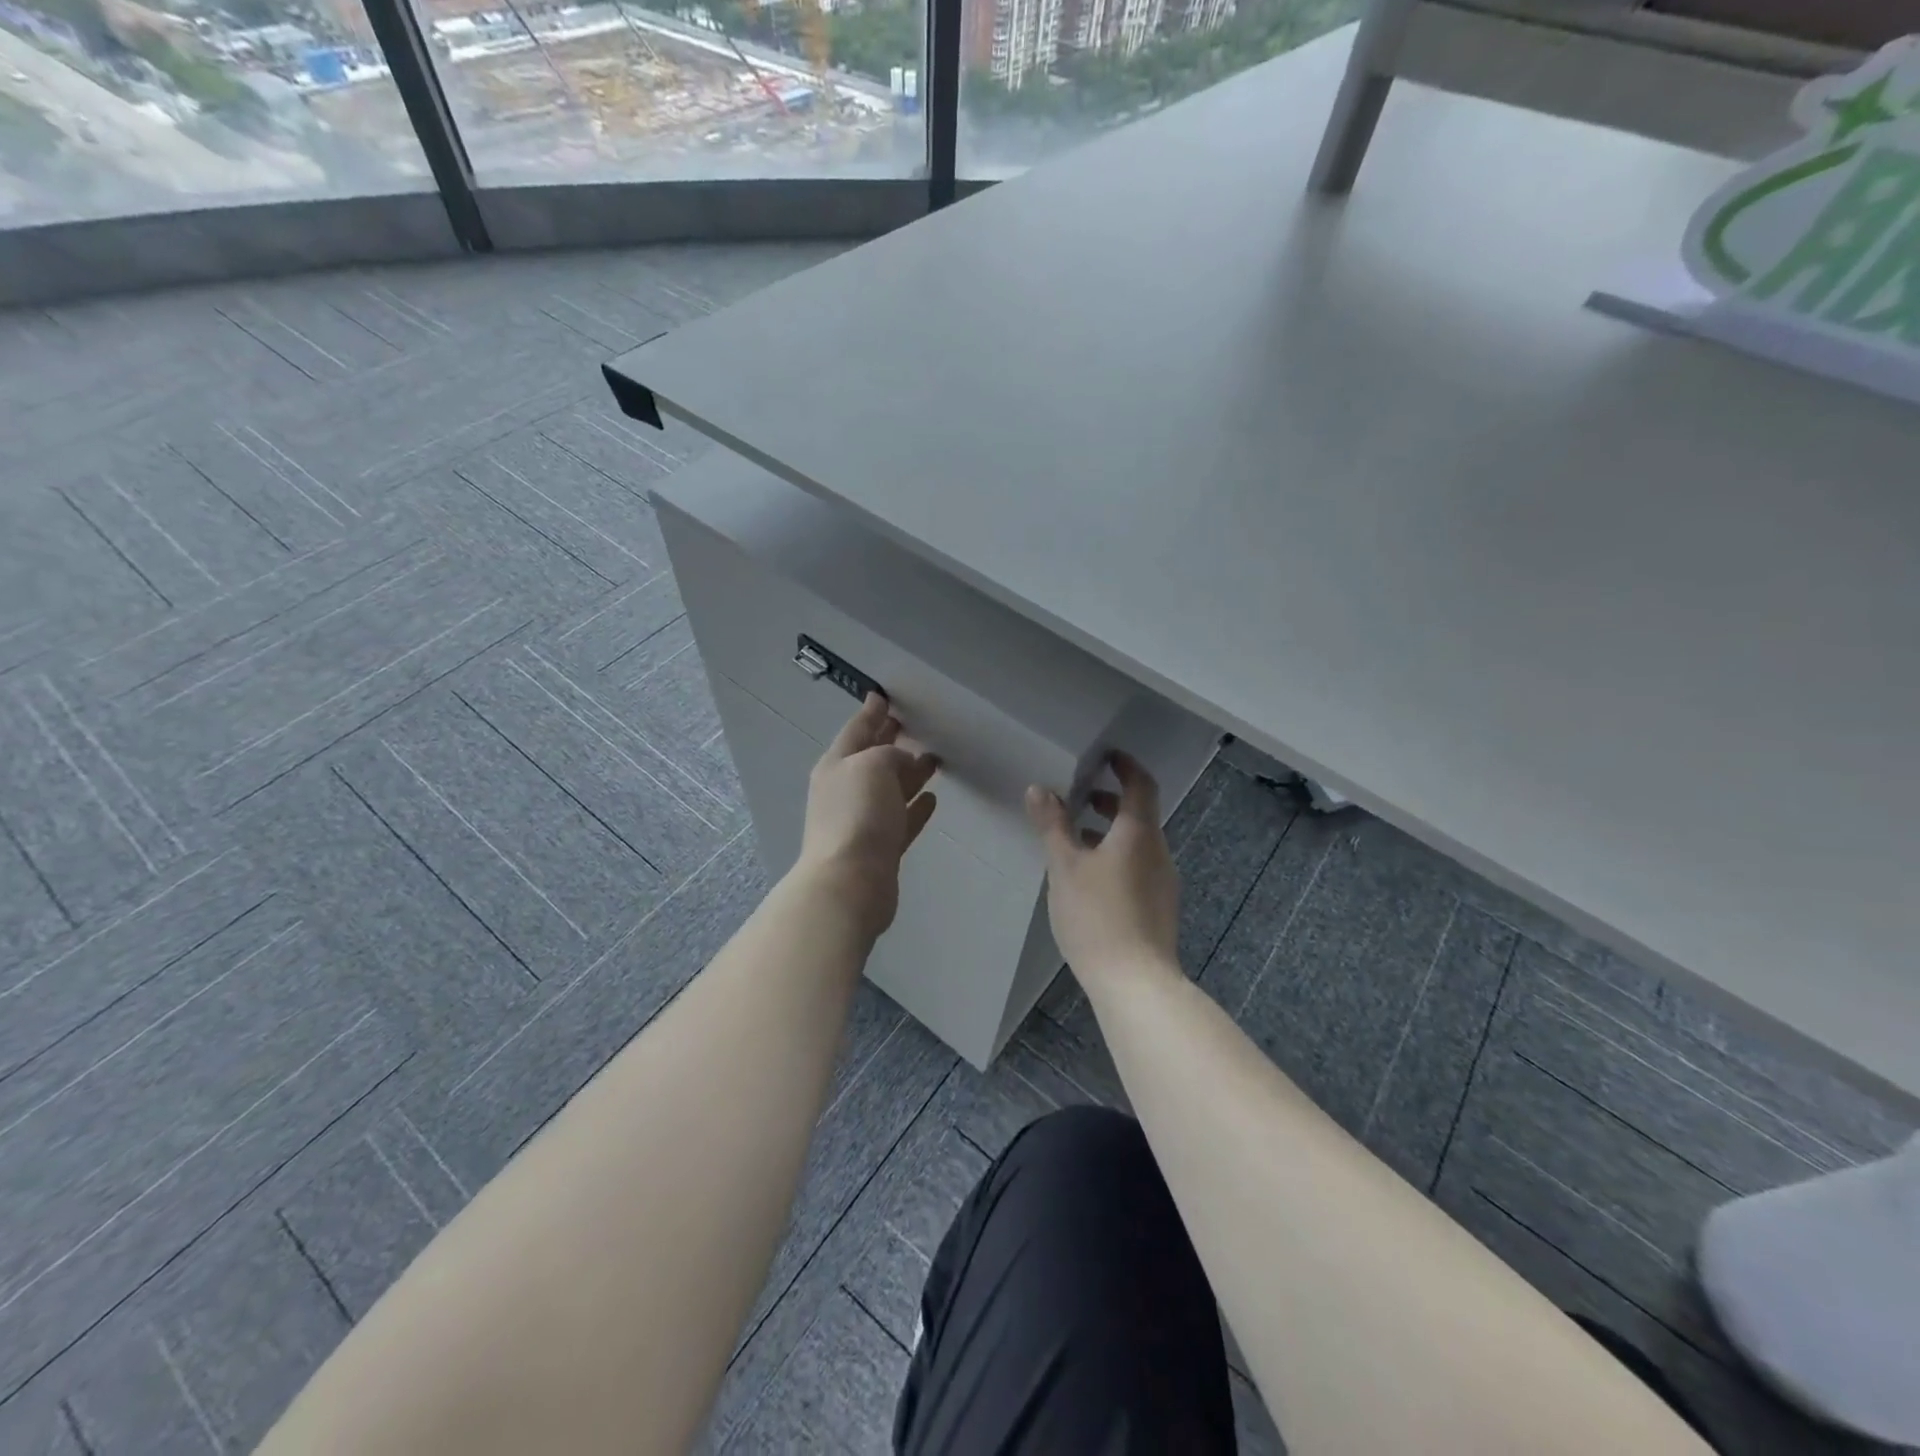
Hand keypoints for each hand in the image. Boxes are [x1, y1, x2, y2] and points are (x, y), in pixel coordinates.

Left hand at [798, 693, 938, 939]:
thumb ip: (889, 754)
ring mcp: (863, 821)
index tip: (883, 697)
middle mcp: (846, 790)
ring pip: (890, 789)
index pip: (856, 731)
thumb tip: (903, 763)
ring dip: (909, 773)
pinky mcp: (881, 848)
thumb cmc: (858, 814)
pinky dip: (915, 807)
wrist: (850, 881)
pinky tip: (932, 799)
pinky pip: (901, 819)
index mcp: (837, 765)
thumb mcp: (873, 765)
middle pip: (872, 759)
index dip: (871, 713)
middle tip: (910, 724)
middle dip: (889, 741)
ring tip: (934, 759)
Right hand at [1026, 752, 1182, 993]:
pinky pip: (1138, 865)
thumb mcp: (1065, 866)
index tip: (1106, 756)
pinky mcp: (1159, 907)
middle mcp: (1158, 851)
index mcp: (1139, 833)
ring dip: (1110, 830)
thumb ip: (1053, 825)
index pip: (1141, 785)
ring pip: (1138, 842)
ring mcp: (1163, 881)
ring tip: (1075, 838)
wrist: (1135, 982)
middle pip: (1140, 814)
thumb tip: (1038, 789)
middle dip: (1110, 800)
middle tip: (1079, 797)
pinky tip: (1090, 878)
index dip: (1125, 766)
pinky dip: (1116, 855)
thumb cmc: (1097, 916)